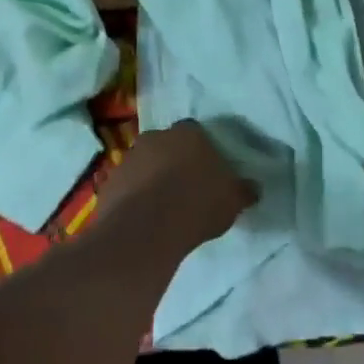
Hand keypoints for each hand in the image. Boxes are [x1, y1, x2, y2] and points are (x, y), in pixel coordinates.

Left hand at [99, 120, 254, 253]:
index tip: (208, 172)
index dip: (202, 152)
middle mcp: (156, 136)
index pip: (197, 133)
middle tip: (186, 188)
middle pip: (168, 146)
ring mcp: (129, 157)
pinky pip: (127, 185)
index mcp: (189, 133)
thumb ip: (243, 190)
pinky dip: (135, 196)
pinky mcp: (109, 181)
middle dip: (174, 162)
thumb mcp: (232, 201)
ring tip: (164, 207)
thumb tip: (253, 188)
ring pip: (145, 164)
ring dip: (152, 178)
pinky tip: (145, 218)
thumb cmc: (196, 205)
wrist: (144, 230)